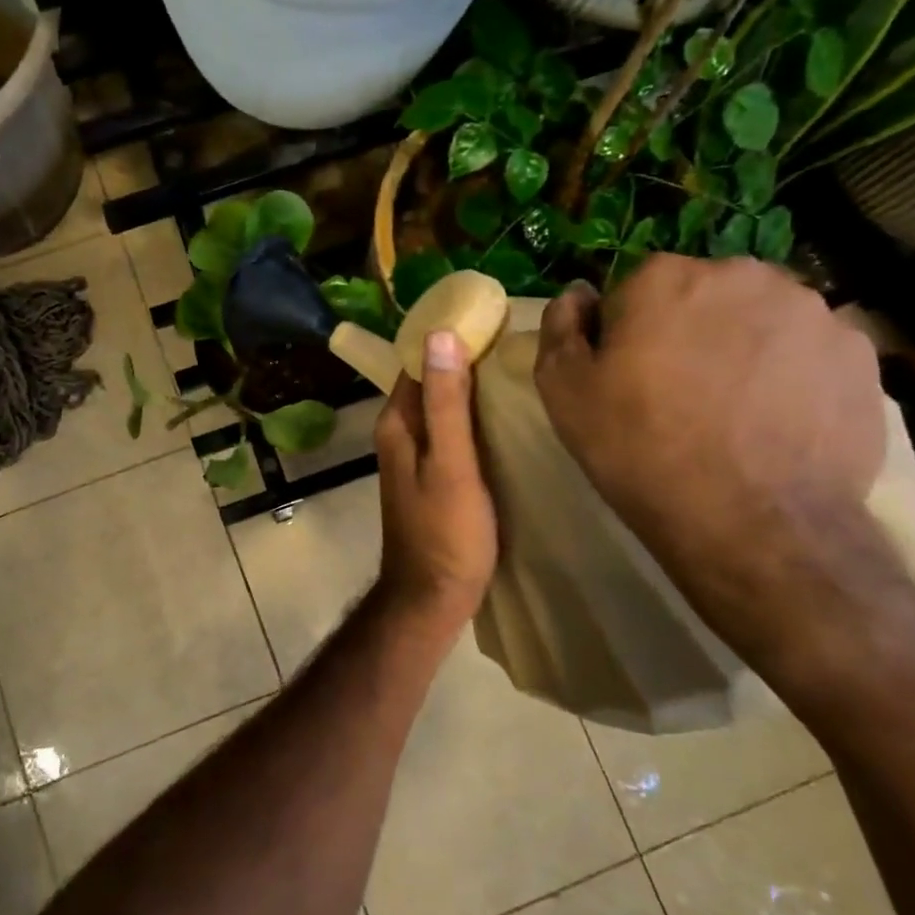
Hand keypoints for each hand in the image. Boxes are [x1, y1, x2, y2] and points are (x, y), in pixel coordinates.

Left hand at [373, 330, 497, 631]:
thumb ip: (445, 402)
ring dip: (470, 388)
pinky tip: (505, 415)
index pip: (417, 361)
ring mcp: (415, 456)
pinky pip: (452, 432)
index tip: (491, 317)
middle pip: (430, 382)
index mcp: (396, 423)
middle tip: (515, 339)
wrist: (433, 597)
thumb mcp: (451, 463)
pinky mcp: (434, 475)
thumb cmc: (445, 532)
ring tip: (518, 368)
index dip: (449, 338)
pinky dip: (473, 418)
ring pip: (442, 407)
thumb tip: (440, 336)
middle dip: (464, 359)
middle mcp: (399, 433)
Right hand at [533, 258, 896, 662]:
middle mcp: (742, 275)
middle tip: (678, 394)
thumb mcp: (564, 392)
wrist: (753, 523)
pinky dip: (791, 375)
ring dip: (741, 348)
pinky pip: (808, 352)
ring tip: (733, 412)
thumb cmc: (640, 450)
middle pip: (701, 296)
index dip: (625, 334)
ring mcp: (812, 311)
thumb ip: (560, 328)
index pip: (633, 290)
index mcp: (664, 278)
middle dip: (687, 331)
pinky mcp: (859, 354)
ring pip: (759, 320)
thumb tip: (577, 294)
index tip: (626, 377)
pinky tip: (777, 422)